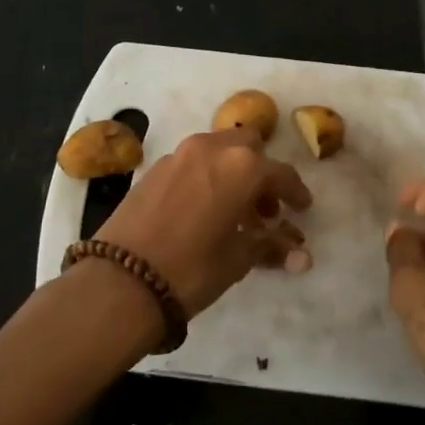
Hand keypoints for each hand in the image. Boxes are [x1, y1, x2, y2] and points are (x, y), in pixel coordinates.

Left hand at [95, 128, 312, 317]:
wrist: (122, 279)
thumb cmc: (193, 268)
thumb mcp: (238, 259)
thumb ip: (271, 247)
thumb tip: (302, 255)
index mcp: (242, 166)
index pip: (281, 173)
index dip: (295, 192)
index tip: (301, 208)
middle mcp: (212, 148)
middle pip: (248, 146)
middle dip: (261, 171)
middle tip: (264, 207)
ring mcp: (179, 154)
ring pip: (218, 149)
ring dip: (232, 171)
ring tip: (233, 211)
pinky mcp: (155, 168)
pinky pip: (192, 162)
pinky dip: (206, 176)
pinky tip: (201, 210)